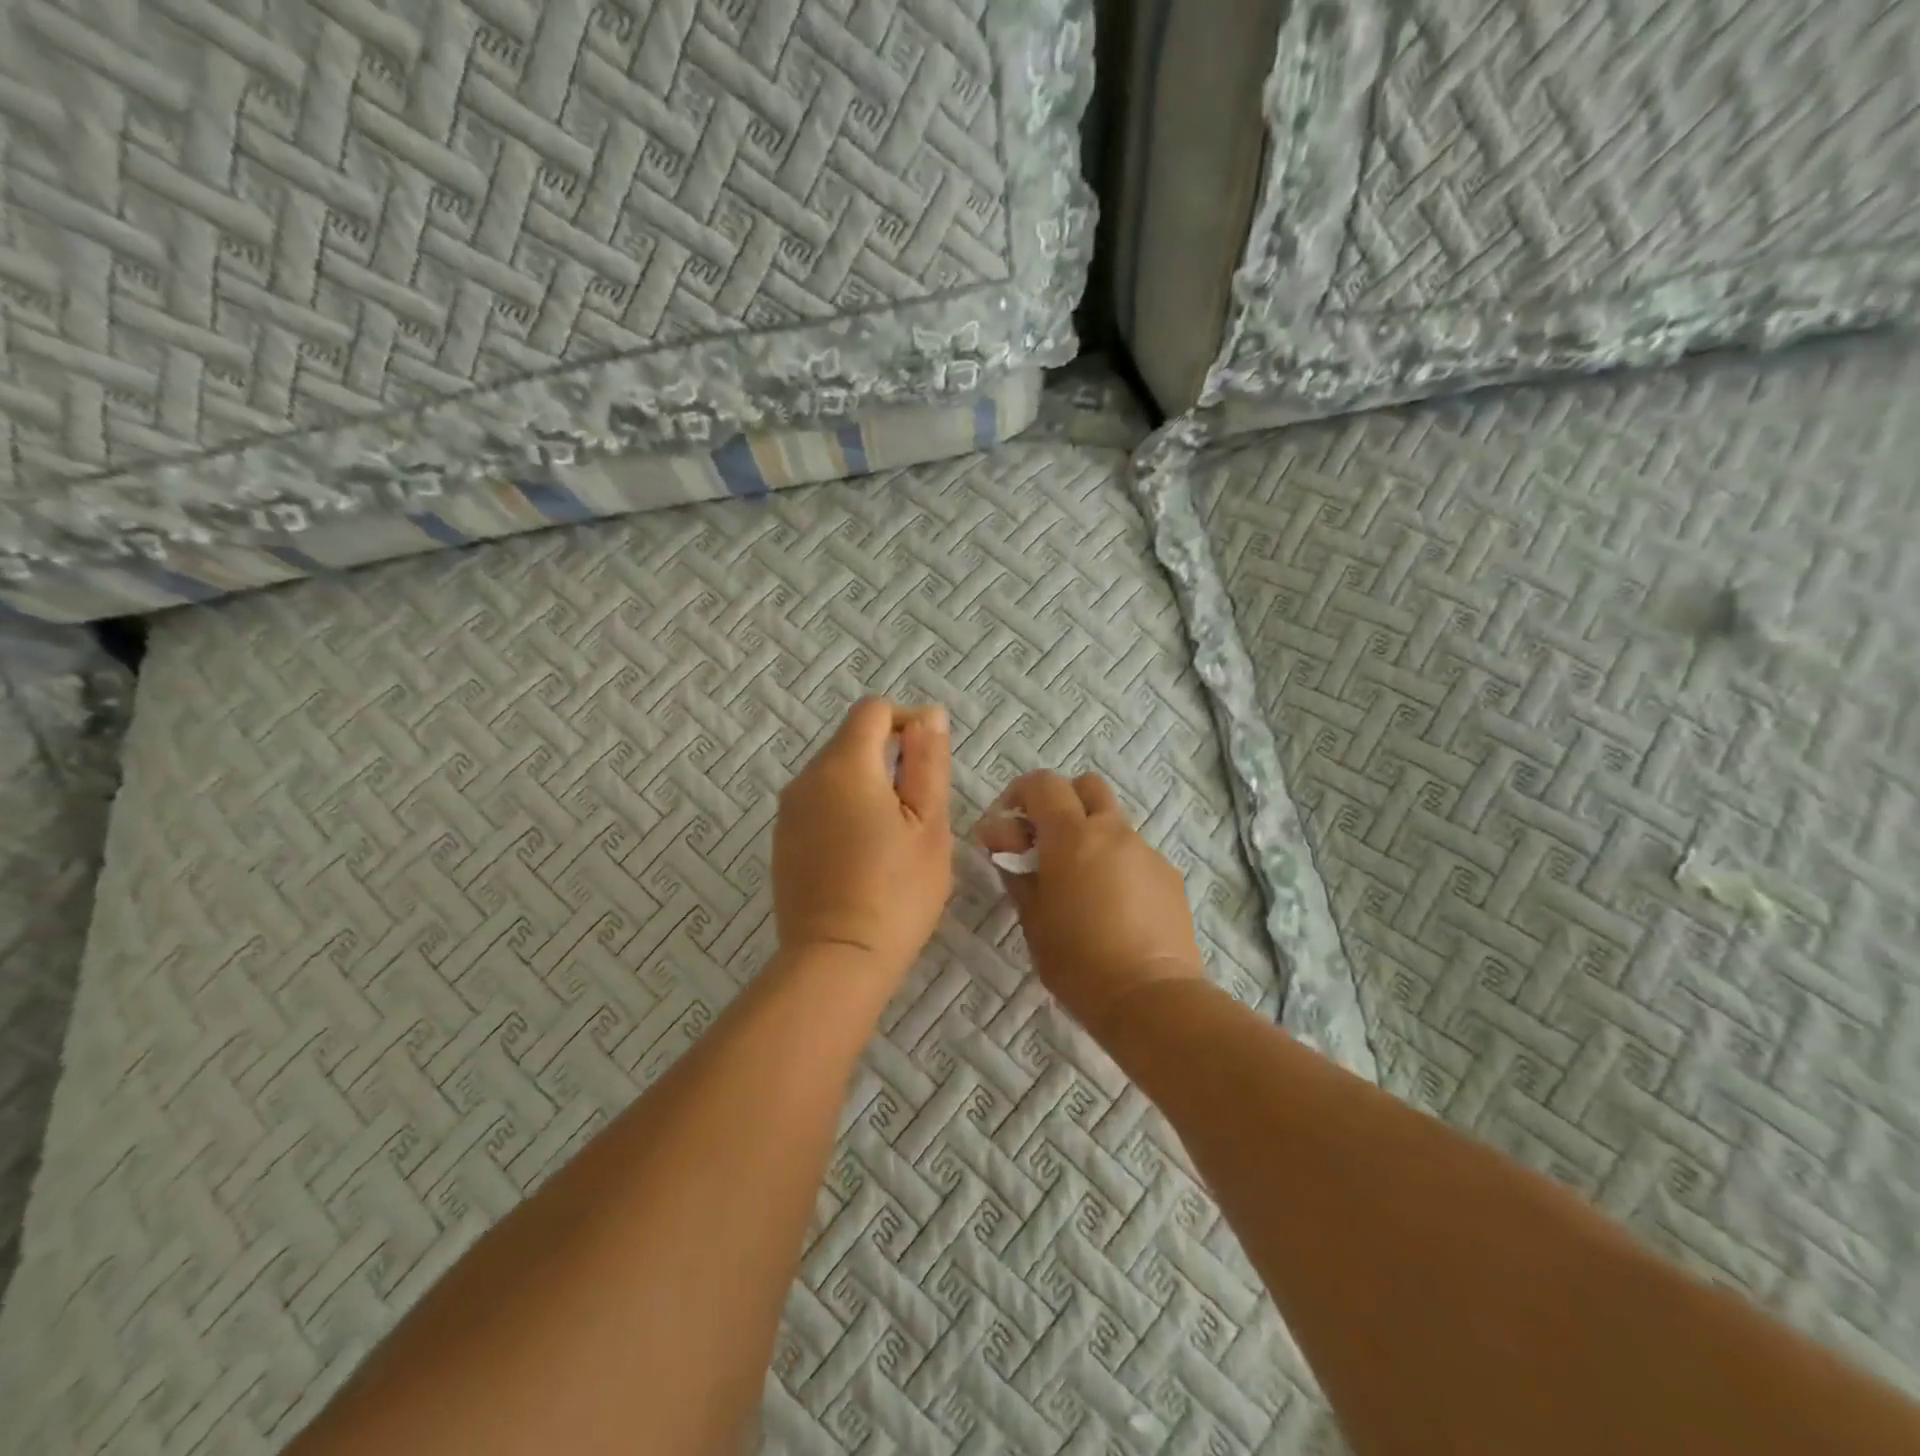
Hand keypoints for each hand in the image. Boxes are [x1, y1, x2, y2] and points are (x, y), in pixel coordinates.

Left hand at [773, 699, 951, 982]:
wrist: (836, 960)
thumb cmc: (896, 891)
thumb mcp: (929, 823)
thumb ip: (928, 761)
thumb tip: (928, 714)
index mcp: (844, 765)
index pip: (873, 711)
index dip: (907, 722)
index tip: (929, 762)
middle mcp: (806, 778)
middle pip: (852, 741)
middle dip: (889, 759)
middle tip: (919, 811)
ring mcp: (788, 811)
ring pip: (835, 774)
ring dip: (867, 786)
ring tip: (893, 837)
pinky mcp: (782, 840)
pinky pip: (818, 804)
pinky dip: (843, 810)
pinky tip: (862, 855)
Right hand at [974, 771, 1205, 1033]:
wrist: (1150, 997)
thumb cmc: (1077, 960)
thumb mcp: (1032, 918)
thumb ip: (1016, 872)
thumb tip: (1003, 845)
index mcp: (1072, 835)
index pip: (1043, 784)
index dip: (1020, 793)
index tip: (1007, 824)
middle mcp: (1113, 831)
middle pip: (1087, 787)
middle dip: (1062, 801)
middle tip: (1046, 840)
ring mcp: (1146, 851)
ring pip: (1113, 822)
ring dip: (1091, 836)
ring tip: (1081, 883)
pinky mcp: (1169, 875)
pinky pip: (1135, 854)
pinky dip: (1116, 864)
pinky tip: (1113, 906)